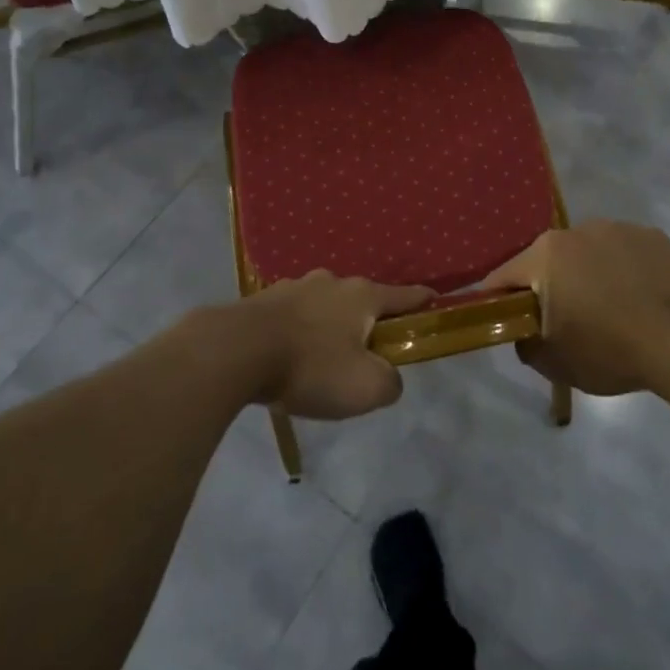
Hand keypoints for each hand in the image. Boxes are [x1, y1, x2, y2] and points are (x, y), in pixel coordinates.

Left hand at [230, 272, 435, 419]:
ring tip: (321, 360)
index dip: (422, 301)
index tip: (434, 300)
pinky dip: (299, 332)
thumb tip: (387, 377)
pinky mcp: (263, 301)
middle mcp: (332, 282)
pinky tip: (289, 356)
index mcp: (363, 296)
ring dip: (329, 327)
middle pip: (362, 301)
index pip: (404, 296)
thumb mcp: (366, 388)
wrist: (235, 351)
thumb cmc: (310, 367)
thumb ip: (390, 383)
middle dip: (368, 323)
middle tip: (365, 355)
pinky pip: (293, 316)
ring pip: (324, 306)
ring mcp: (294, 287)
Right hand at [483, 221, 669, 394]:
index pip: (504, 276)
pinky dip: (623, 269)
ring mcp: (617, 228)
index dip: (500, 300)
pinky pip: (624, 252)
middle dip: (549, 285)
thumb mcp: (553, 362)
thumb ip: (525, 342)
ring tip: (609, 307)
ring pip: (588, 252)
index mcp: (544, 255)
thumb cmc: (608, 350)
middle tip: (565, 319)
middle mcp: (575, 230)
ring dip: (587, 273)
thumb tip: (524, 330)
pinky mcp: (651, 235)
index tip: (509, 321)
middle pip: (547, 260)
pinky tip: (638, 296)